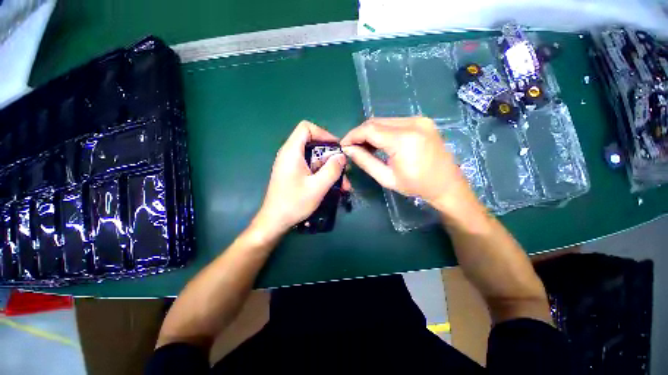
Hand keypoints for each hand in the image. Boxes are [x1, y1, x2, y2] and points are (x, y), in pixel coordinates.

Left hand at [252, 121, 346, 239]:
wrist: (275, 221)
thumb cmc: (294, 203)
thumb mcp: (317, 187)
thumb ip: (332, 170)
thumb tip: (342, 157)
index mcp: (292, 152)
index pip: (306, 128)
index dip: (323, 133)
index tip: (336, 147)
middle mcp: (290, 154)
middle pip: (313, 144)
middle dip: (331, 157)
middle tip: (344, 170)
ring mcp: (292, 165)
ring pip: (315, 159)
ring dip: (330, 169)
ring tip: (343, 185)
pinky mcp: (294, 174)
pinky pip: (311, 168)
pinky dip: (323, 174)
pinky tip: (334, 187)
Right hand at [341, 117, 479, 216]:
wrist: (447, 184)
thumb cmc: (416, 186)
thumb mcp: (386, 178)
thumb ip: (365, 161)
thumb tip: (348, 149)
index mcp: (404, 140)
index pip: (369, 129)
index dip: (352, 135)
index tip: (343, 145)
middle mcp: (413, 123)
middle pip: (375, 122)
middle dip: (360, 133)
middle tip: (352, 147)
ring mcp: (419, 119)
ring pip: (384, 121)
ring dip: (370, 132)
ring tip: (364, 147)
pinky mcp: (422, 121)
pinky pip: (394, 122)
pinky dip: (382, 131)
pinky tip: (379, 143)